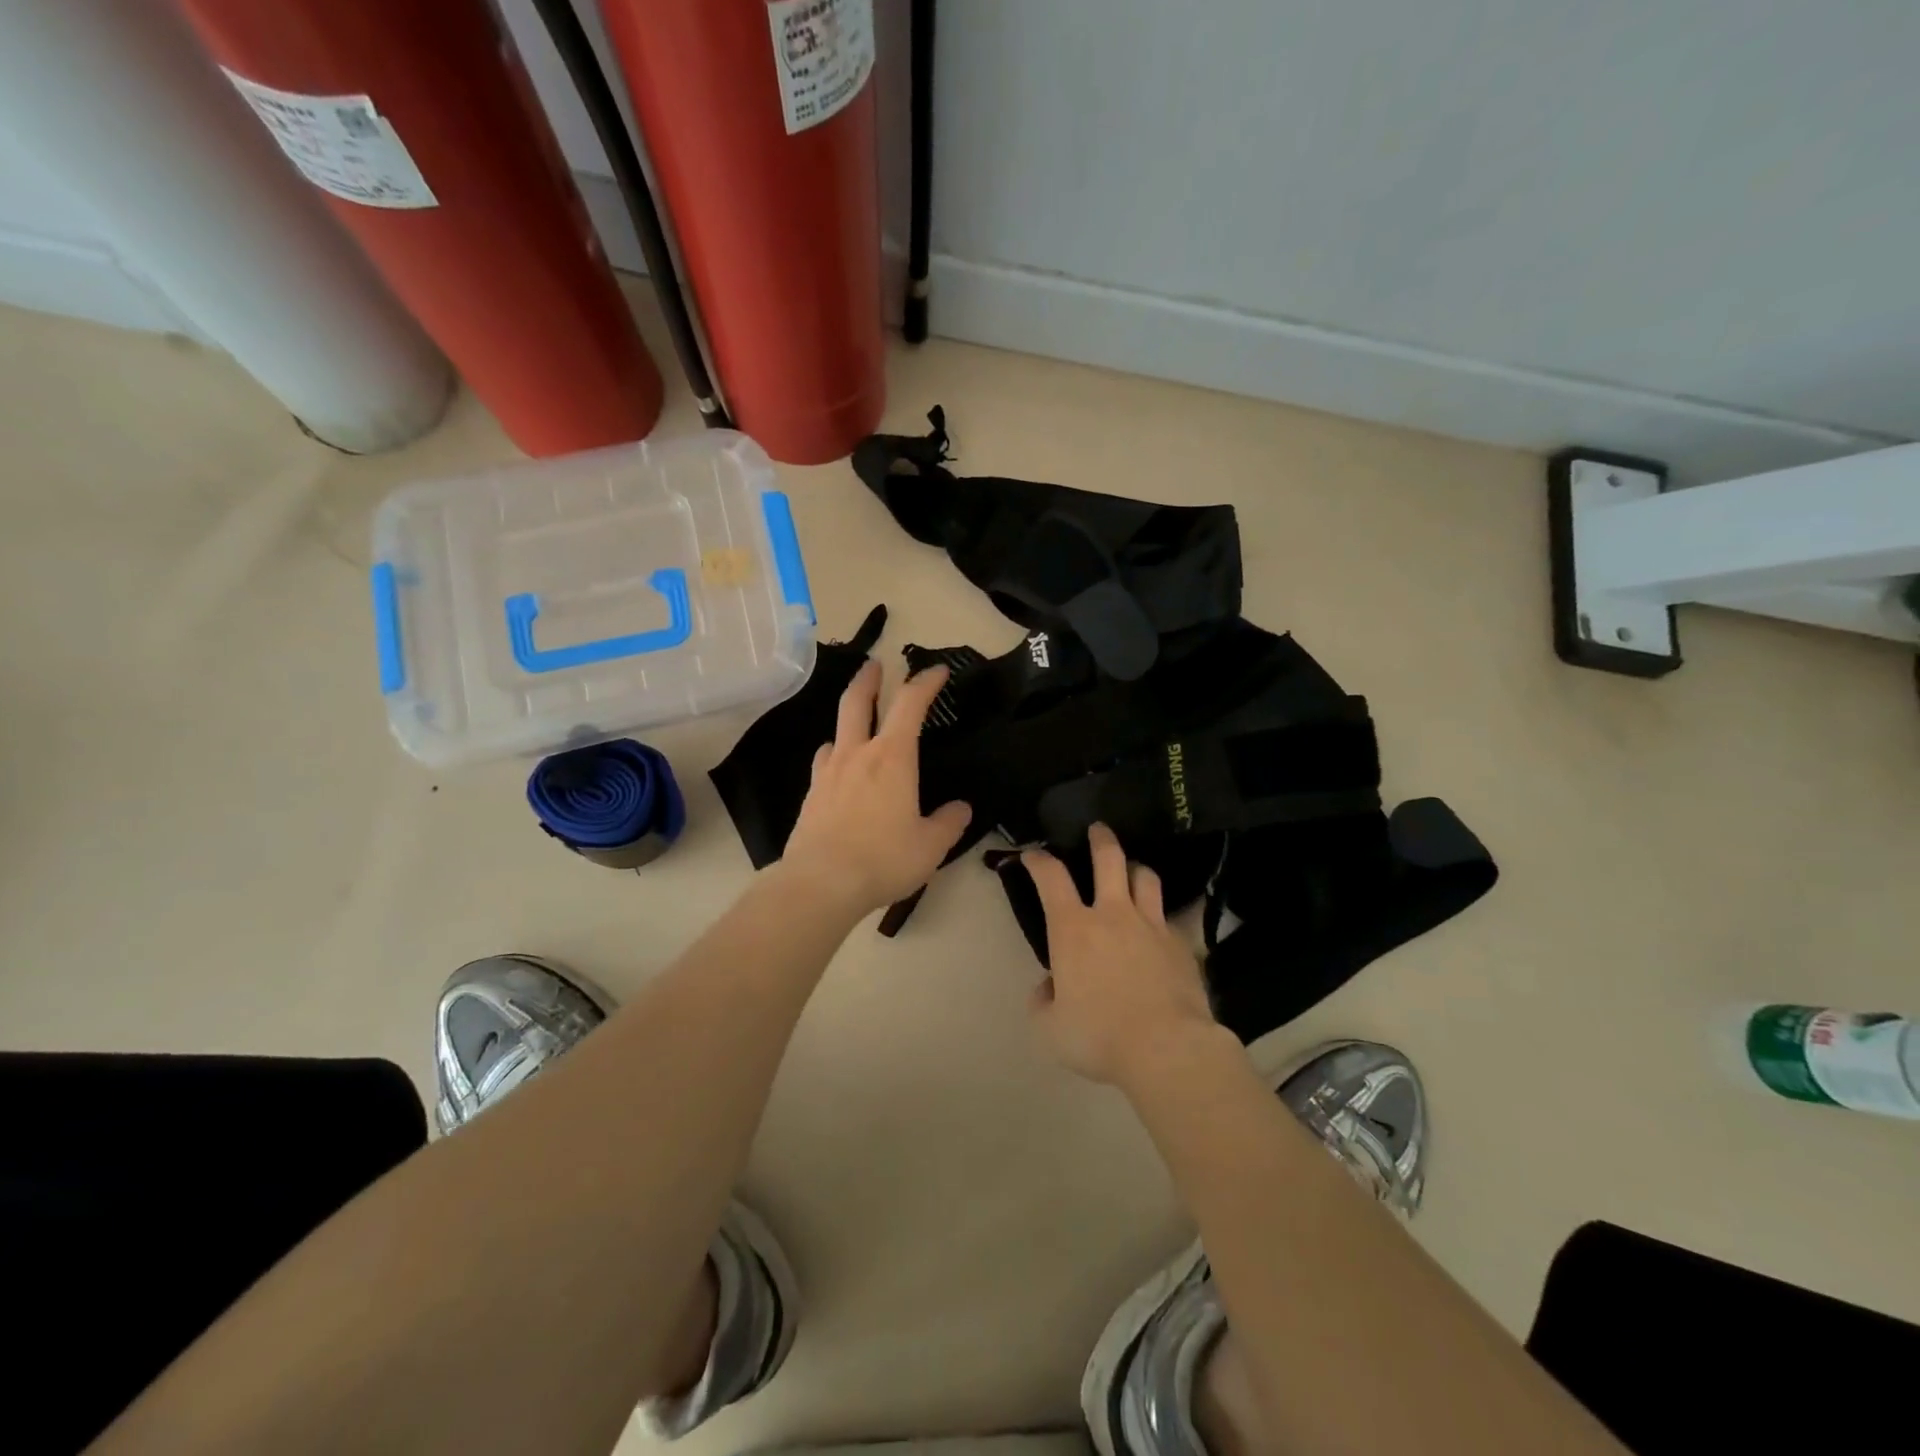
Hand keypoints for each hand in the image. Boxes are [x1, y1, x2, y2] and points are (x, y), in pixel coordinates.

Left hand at [779, 660, 971, 915]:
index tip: (937, 671)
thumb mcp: (931, 845)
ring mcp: (829, 773)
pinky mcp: (811, 795)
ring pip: (837, 730)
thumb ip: (948, 823)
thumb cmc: (884, 859)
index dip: (925, 682)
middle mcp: (857, 754)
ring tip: (858, 726)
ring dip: (849, 719)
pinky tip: (837, 769)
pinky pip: (824, 763)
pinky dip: (835, 756)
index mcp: (893, 757)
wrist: (821, 883)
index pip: (911, 704)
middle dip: (869, 678)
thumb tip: (960, 809)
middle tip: (876, 664)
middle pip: (858, 701)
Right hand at [1025, 824, 1221, 1086]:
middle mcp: (1113, 914)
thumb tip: (1050, 988)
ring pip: (1145, 877)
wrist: (1167, 1048)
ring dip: (1135, 868)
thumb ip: (1044, 1002)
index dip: (1039, 860)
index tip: (1033, 854)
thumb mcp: (1051, 1028)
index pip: (1051, 877)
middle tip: (1097, 829)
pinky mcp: (1181, 943)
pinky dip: (1159, 915)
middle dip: (1100, 839)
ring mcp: (1151, 925)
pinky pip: (1168, 917)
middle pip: (1109, 859)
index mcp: (1073, 929)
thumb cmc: (1099, 1036)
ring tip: (1132, 871)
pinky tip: (1159, 929)